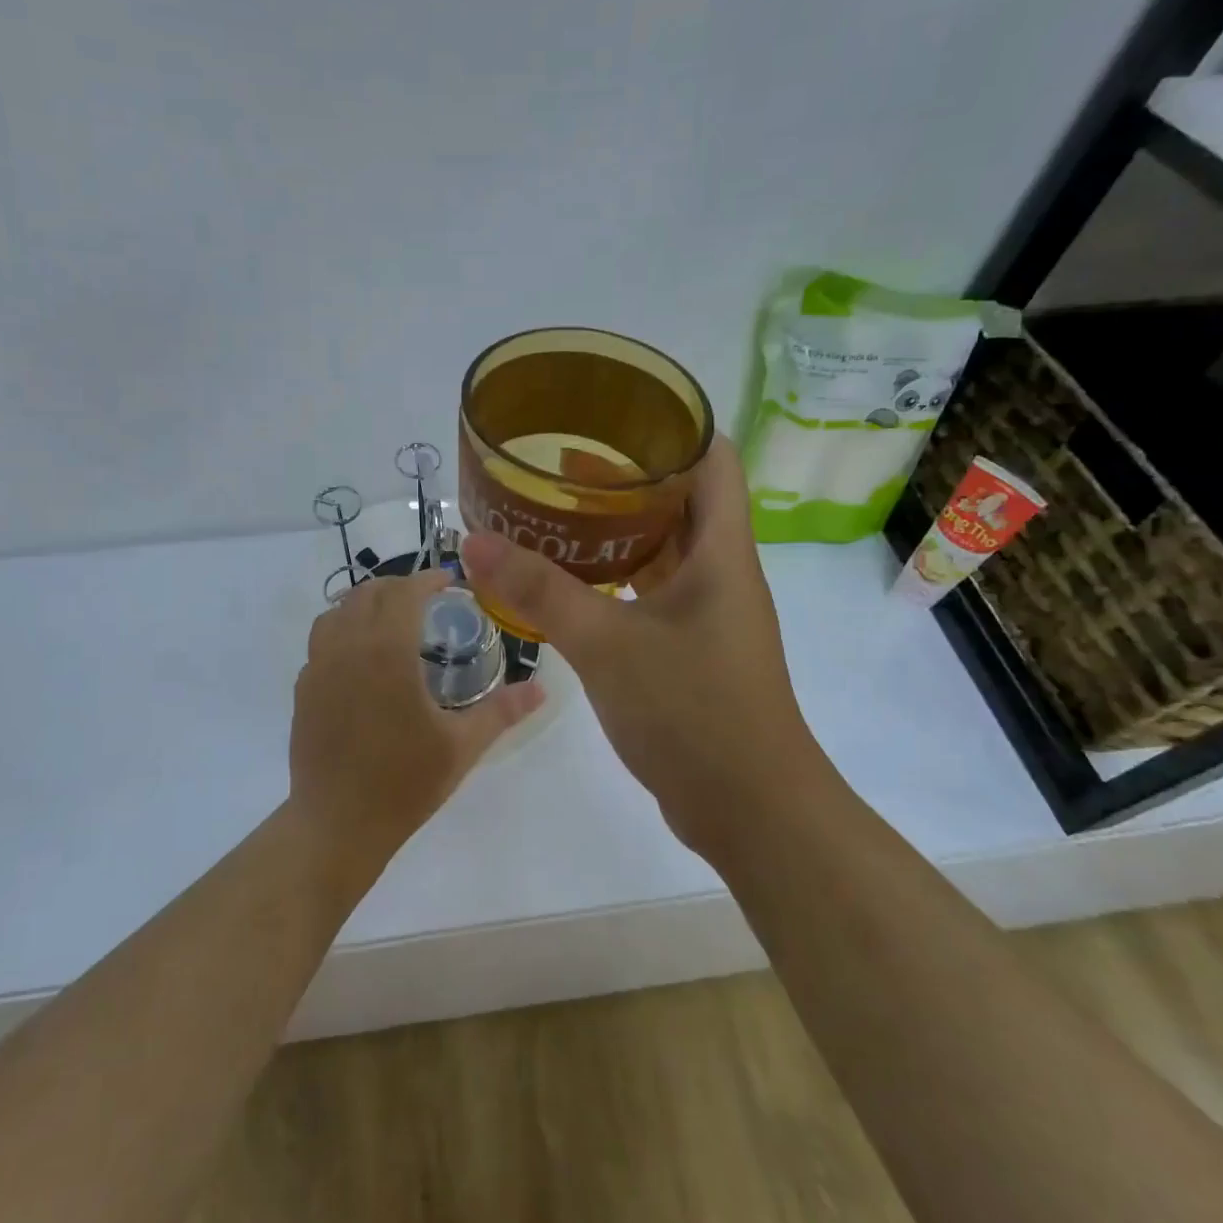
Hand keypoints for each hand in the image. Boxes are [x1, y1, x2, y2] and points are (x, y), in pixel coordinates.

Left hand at [289, 568, 545, 877]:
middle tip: (426, 599)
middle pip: (368, 593)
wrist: (337, 825)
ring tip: (391, 619)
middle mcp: (347, 647)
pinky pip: (321, 640)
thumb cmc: (403, 783)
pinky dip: (343, 629)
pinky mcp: (303, 688)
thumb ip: (502, 711)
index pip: (404, 593)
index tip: (449, 581)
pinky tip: (362, 657)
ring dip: (366, 603)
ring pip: (337, 611)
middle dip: (398, 586)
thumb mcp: (461, 747)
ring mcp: (318, 666)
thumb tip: (542, 689)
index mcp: (386, 651)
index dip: (427, 579)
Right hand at [459, 436, 822, 856]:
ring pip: (665, 549)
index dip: (673, 426)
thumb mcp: (607, 645)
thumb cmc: (692, 712)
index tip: (615, 412)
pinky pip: (653, 592)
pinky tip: (571, 582)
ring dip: (618, 529)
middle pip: (683, 500)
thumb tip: (473, 542)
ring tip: (558, 512)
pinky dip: (616, 578)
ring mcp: (708, 613)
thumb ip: (539, 592)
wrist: (750, 810)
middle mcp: (722, 572)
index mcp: (721, 552)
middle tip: (562, 463)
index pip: (713, 460)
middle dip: (628, 476)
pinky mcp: (691, 649)